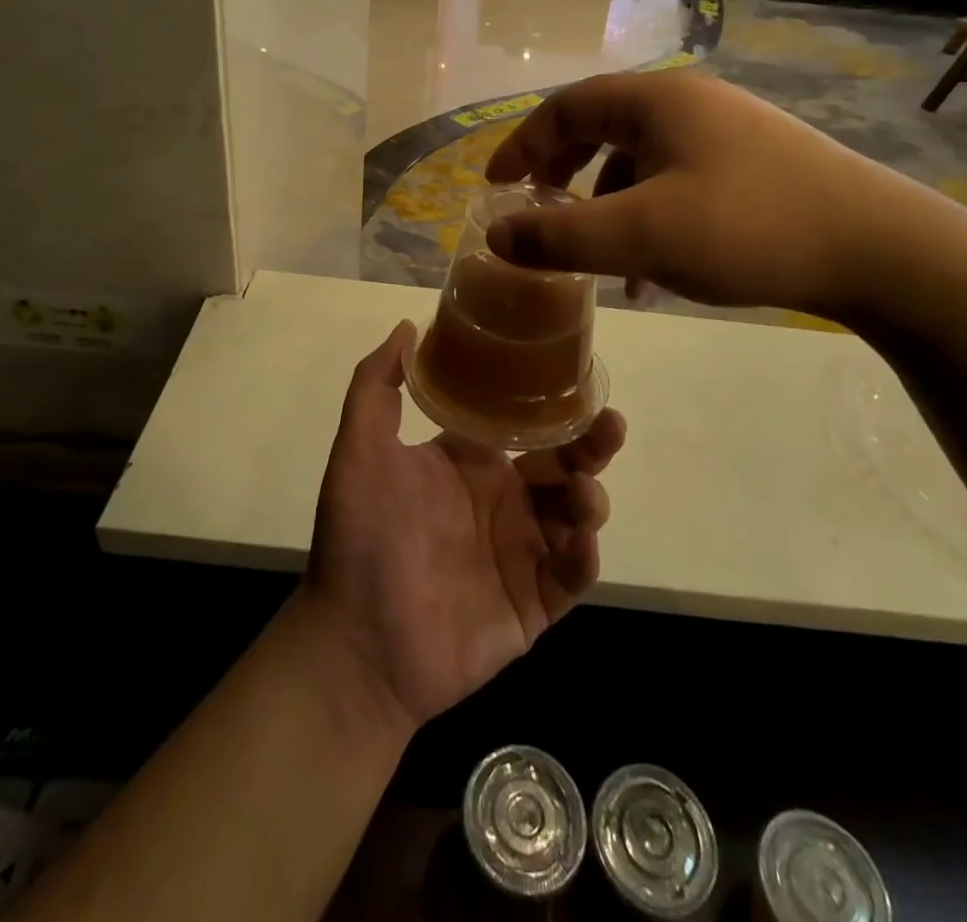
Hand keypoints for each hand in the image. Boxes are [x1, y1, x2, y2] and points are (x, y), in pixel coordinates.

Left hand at [305, 322, 623, 728]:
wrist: (356, 642)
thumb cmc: (360, 538)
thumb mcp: (360, 449)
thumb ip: (375, 385)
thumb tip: (407, 325)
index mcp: (470, 464)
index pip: (523, 427)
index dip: (553, 407)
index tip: (581, 383)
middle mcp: (500, 503)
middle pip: (561, 466)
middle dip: (591, 445)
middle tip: (610, 426)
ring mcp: (518, 553)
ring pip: (574, 516)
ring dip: (589, 500)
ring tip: (583, 497)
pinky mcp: (531, 605)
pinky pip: (570, 575)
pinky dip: (582, 557)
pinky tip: (577, 541)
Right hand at [483, 69, 924, 313]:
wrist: (879, 249)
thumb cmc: (747, 227)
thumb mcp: (641, 235)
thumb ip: (560, 236)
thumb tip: (497, 235)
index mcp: (656, 101)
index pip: (566, 108)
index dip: (523, 145)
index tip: (496, 187)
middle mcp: (689, 104)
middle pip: (601, 129)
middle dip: (562, 174)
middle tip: (537, 214)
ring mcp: (726, 133)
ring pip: (639, 162)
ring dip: (605, 206)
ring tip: (596, 260)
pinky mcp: (752, 166)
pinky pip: (676, 183)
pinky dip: (647, 219)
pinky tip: (652, 271)